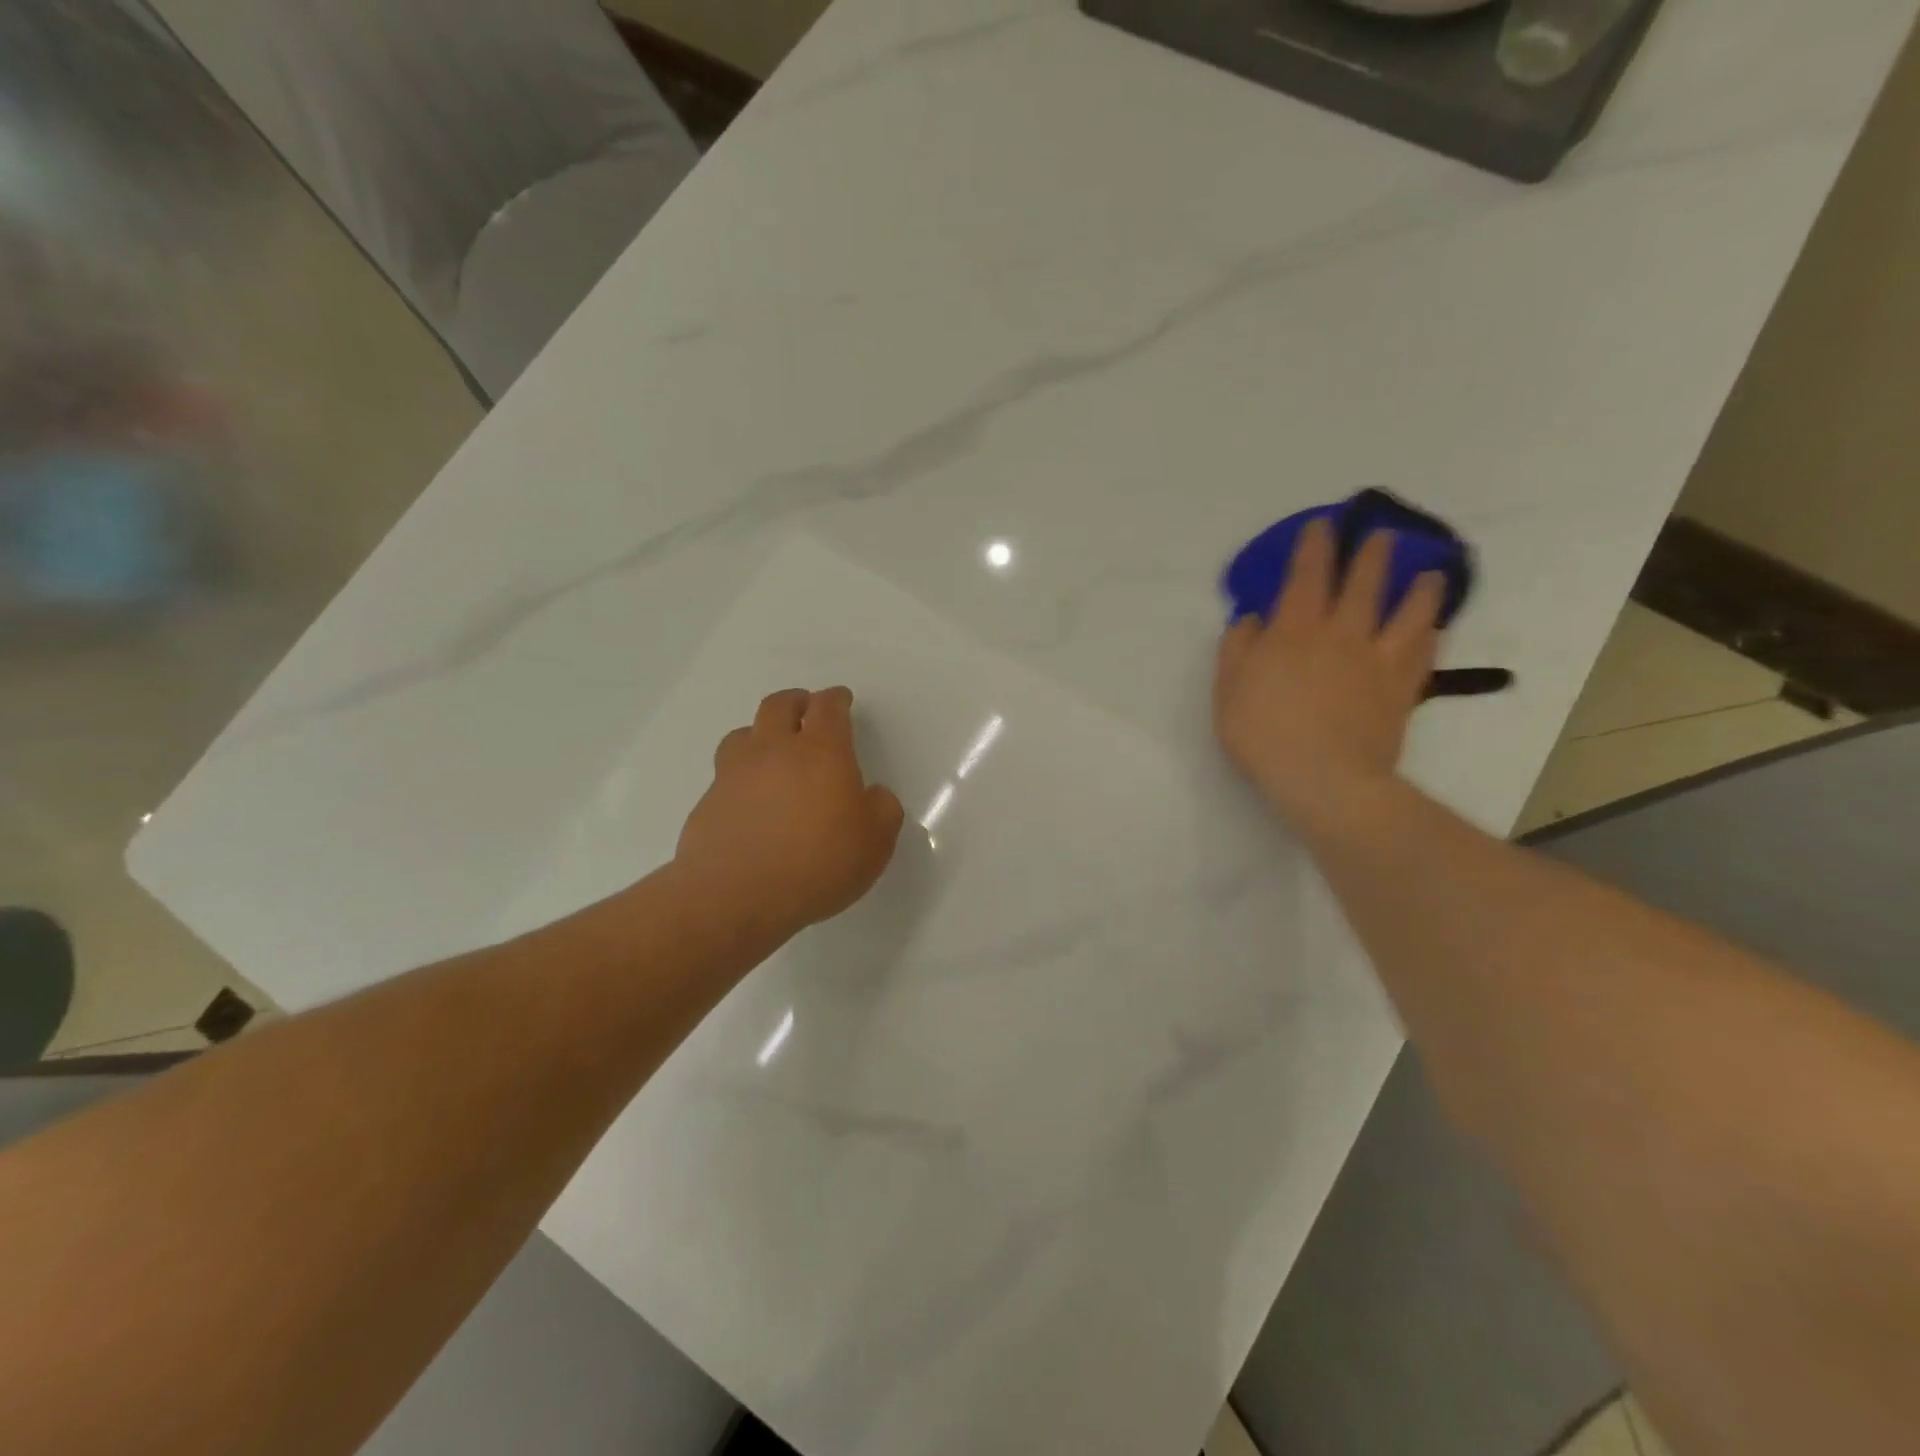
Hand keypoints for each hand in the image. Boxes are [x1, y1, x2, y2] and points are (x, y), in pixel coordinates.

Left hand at [674, 687, 905, 945]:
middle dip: (796, 702)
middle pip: (779, 706)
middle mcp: (774, 750)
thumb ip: (883, 810)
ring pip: (743, 734)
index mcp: (821, 751)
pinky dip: (740, 777)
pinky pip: (726, 775)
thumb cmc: (817, 863)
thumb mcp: (876, 842)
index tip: (841, 700)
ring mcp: (734, 774)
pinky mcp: (708, 802)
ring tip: (770, 750)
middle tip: (806, 710)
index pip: (828, 707)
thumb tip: (873, 796)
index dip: (836, 699)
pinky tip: (749, 802)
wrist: (736, 896)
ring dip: (760, 733)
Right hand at [1214, 519, 1445, 837]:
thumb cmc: (1264, 734)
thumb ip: (1237, 650)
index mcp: (1294, 631)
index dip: (1314, 547)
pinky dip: (1431, 635)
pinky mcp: (1402, 690)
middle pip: (1362, 584)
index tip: (1322, 526)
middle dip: (1370, 555)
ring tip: (1429, 574)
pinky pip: (1423, 654)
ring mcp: (1377, 661)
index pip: (1306, 576)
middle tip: (1381, 536)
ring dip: (1418, 590)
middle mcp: (1341, 635)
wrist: (1324, 779)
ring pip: (1407, 613)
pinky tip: (1435, 628)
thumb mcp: (1228, 691)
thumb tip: (1251, 620)